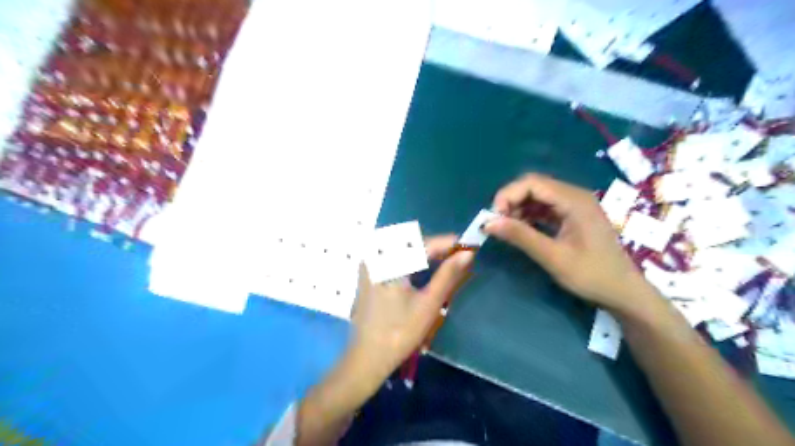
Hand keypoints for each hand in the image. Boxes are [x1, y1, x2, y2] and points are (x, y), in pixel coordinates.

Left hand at [349, 237, 470, 379]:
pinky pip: (392, 254)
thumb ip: (448, 275)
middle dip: (435, 245)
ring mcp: (368, 263)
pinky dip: (410, 257)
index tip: (468, 245)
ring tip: (444, 260)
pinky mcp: (367, 272)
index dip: (447, 243)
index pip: (422, 243)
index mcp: (388, 263)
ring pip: (401, 246)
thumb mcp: (428, 303)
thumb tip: (467, 254)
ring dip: (423, 250)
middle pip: (411, 240)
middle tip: (456, 255)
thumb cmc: (400, 332)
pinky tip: (423, 266)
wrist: (368, 356)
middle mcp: (375, 256)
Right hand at [485, 172, 658, 315]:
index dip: (508, 195)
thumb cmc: (592, 275)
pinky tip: (520, 230)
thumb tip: (488, 223)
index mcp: (574, 200)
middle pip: (534, 186)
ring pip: (538, 196)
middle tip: (497, 223)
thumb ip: (521, 236)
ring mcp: (575, 205)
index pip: (532, 183)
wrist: (624, 292)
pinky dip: (529, 215)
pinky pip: (545, 207)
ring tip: (506, 228)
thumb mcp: (553, 257)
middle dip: (511, 201)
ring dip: (518, 208)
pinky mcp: (573, 216)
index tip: (493, 218)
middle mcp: (575, 196)